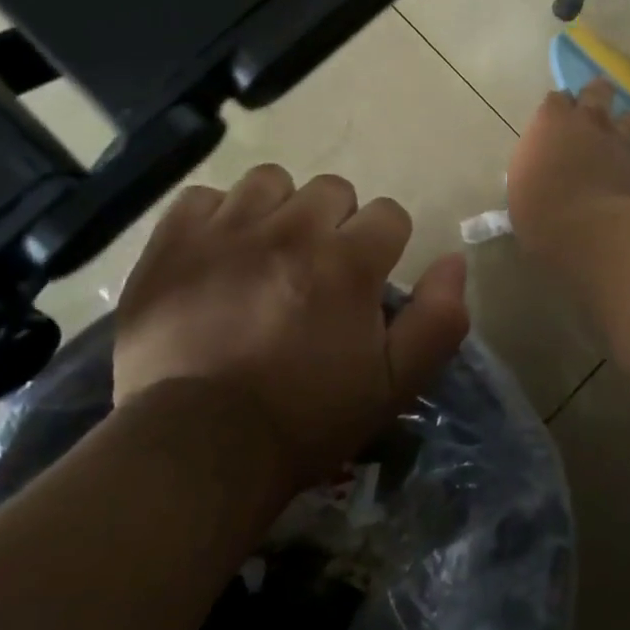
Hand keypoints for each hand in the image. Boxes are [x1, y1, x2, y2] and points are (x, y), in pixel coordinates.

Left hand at [113, 164, 469, 489]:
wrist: (198, 448)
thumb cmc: (306, 418)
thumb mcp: (395, 384)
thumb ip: (438, 319)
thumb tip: (454, 260)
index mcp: (349, 261)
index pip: (389, 214)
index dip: (384, 246)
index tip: (366, 281)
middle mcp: (292, 229)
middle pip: (332, 189)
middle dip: (335, 224)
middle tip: (316, 272)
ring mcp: (228, 229)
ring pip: (270, 182)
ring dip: (278, 210)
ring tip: (266, 254)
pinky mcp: (175, 240)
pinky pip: (204, 197)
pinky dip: (216, 219)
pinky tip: (215, 255)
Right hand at [507, 79, 629, 257]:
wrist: (591, 227)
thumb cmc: (541, 210)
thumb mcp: (521, 187)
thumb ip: (533, 168)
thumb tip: (537, 172)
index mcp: (549, 122)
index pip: (555, 100)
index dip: (556, 108)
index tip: (554, 120)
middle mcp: (583, 121)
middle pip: (594, 92)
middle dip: (594, 95)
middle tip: (591, 106)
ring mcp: (614, 138)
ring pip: (624, 114)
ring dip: (621, 119)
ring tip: (620, 126)